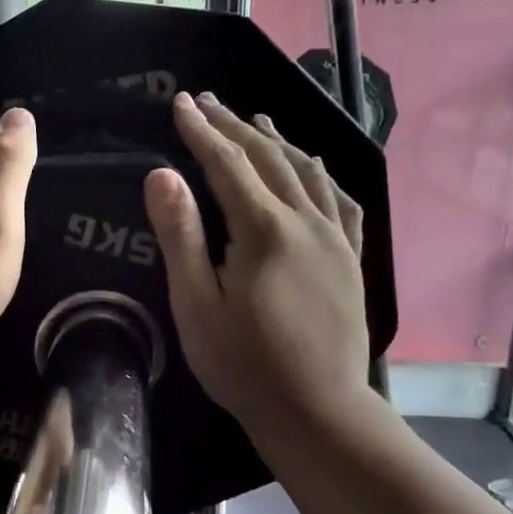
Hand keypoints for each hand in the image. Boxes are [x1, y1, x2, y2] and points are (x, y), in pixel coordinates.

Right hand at [145, 92, 378, 441]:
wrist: (318, 411)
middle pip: (268, 158)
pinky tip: (315, 170)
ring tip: (256, 121)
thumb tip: (161, 174)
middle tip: (207, 102)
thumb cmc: (244, 364)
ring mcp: (336, 239)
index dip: (201, 130)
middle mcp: (306, 221)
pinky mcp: (351, 260)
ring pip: (308, 172)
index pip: (227, 163)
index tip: (180, 102)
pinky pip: (342, 202)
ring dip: (277, 141)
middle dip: (234, 126)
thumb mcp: (197, 305)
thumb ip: (181, 236)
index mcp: (263, 230)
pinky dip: (322, 175)